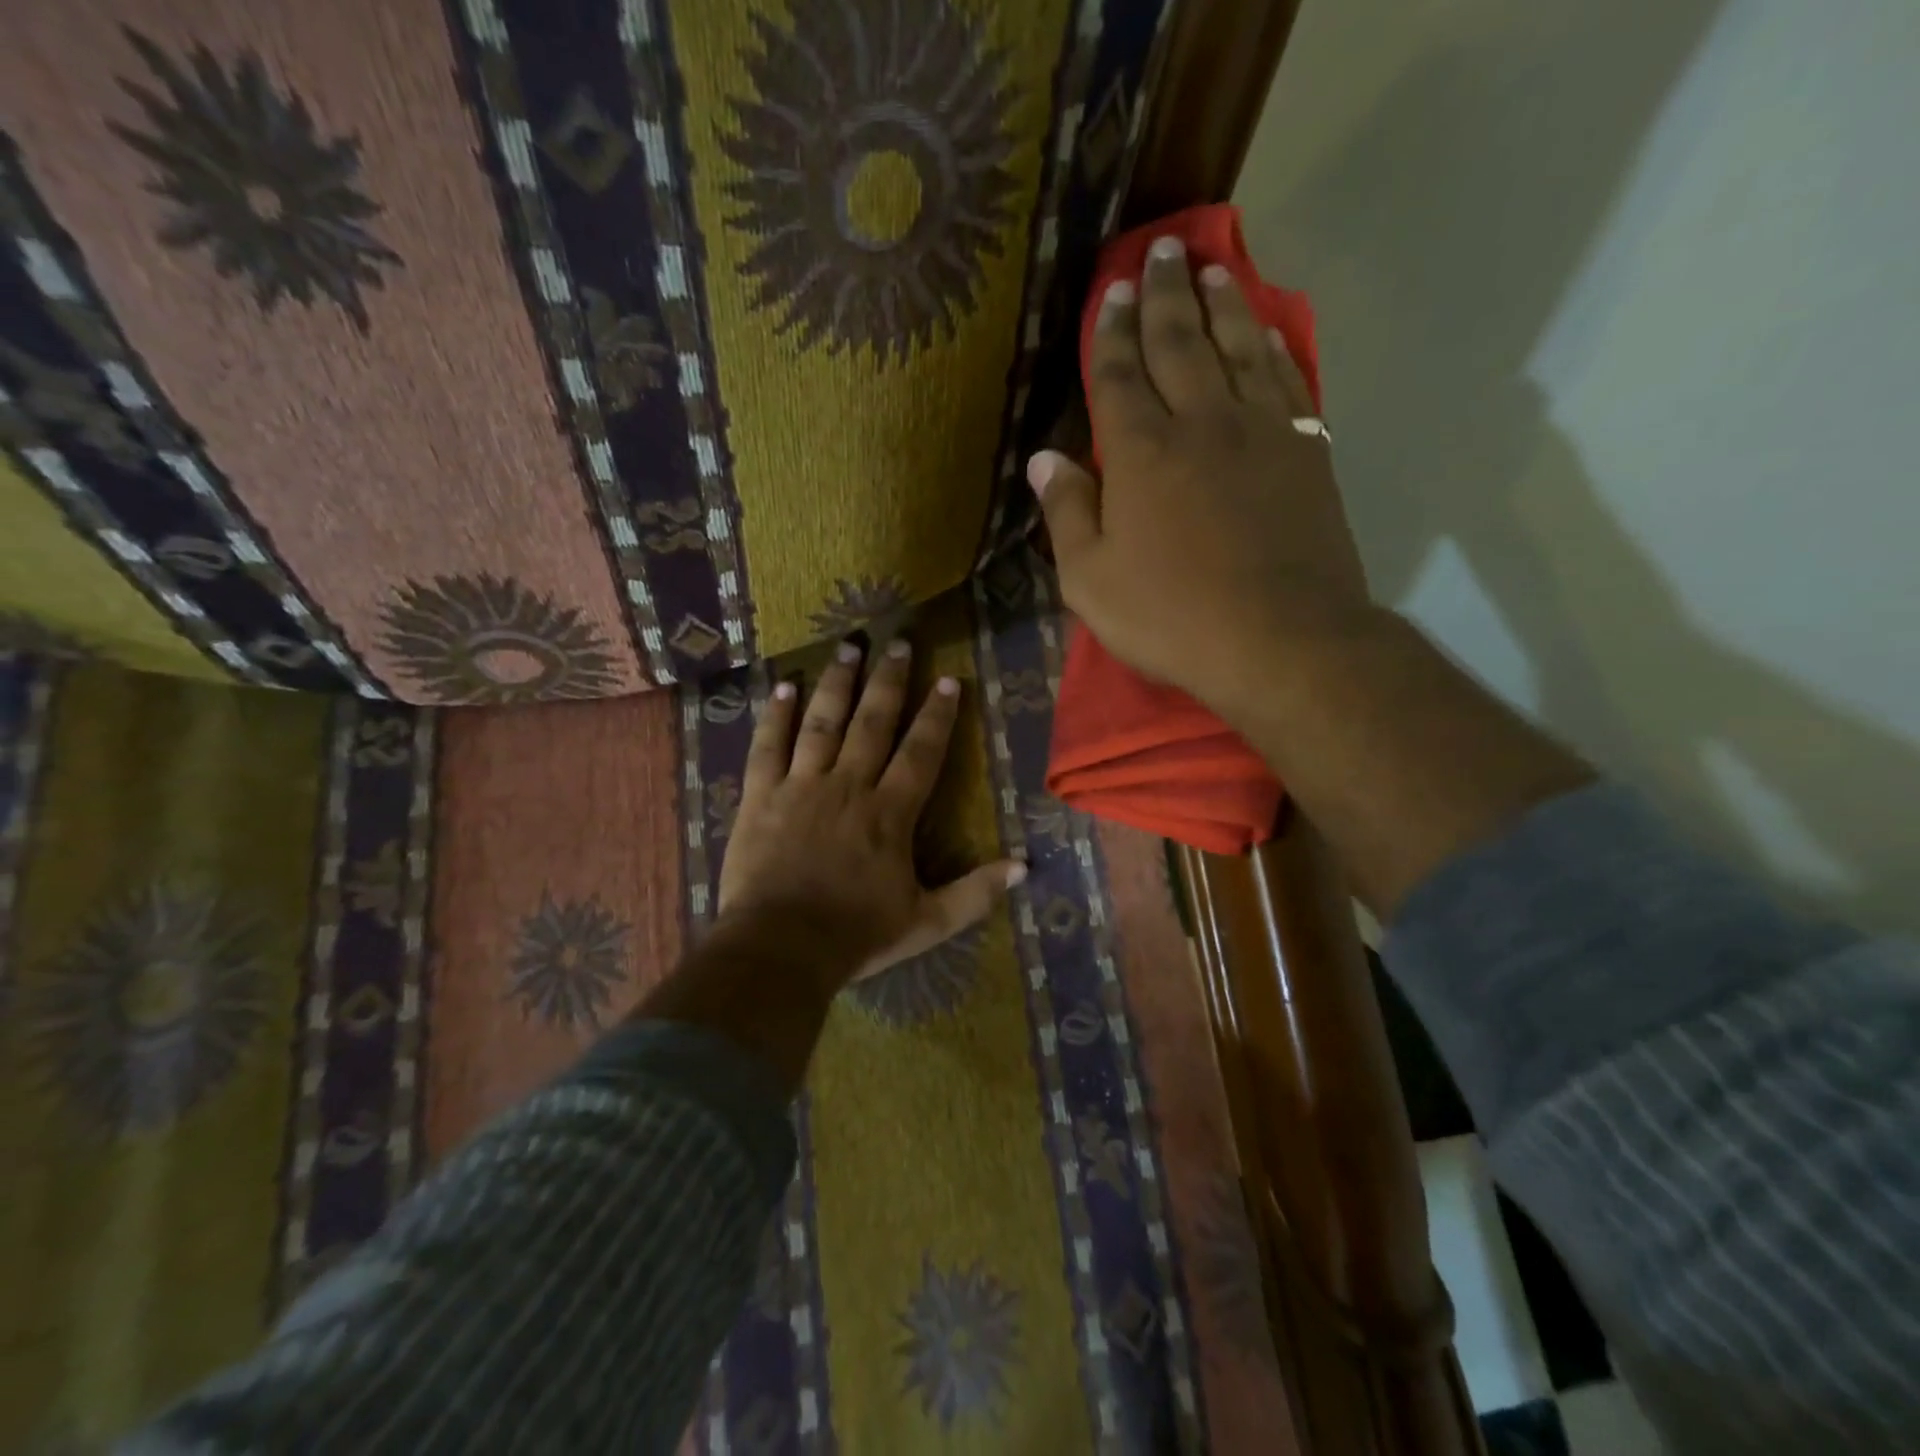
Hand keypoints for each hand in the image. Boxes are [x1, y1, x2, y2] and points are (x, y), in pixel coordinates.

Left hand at [715, 638, 1024, 992]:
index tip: (948, 679)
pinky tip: (784, 685)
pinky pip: (769, 746)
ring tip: (849, 647)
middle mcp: (849, 786)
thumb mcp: (927, 922)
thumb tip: (1024, 867)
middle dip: (890, 680)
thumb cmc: (856, 935)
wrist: (780, 948)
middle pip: (873, 722)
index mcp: (890, 813)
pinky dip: (776, 714)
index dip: (937, 715)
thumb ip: (975, 893)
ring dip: (838, 682)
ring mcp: (801, 786)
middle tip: (900, 642)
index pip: (921, 752)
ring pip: (823, 722)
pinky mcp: (761, 796)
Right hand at [1028, 236, 1373, 726]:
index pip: (1118, 374)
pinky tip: (1268, 331)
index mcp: (1142, 452)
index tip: (1110, 291)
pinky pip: (1288, 381)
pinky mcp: (1307, 452)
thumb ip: (1066, 514)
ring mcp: (1261, 431)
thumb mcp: (1091, 581)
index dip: (1110, 331)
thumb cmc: (1171, 617)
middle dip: (1165, 294)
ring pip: (1239, 347)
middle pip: (1180, 342)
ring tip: (1212, 268)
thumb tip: (1043, 459)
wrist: (1280, 640)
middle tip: (1160, 249)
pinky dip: (1275, 348)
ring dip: (1223, 304)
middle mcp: (1202, 422)